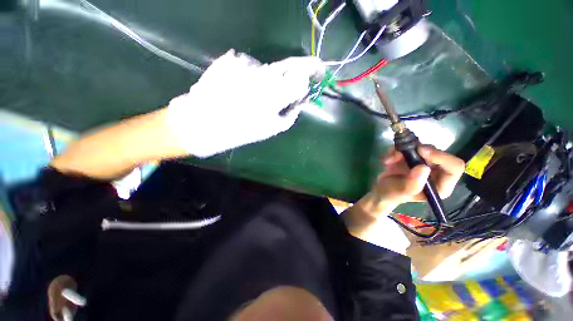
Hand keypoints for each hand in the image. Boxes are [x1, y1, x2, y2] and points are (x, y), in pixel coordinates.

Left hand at [166, 50, 323, 157]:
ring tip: (258, 94)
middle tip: (301, 76)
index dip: (312, 72)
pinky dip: (253, 76)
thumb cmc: (240, 130)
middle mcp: (263, 73)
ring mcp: (246, 64)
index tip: (319, 73)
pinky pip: (251, 67)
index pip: (302, 75)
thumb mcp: (272, 128)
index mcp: (275, 94)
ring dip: (272, 78)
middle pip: (289, 65)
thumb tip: (301, 100)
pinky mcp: (231, 60)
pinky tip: (242, 88)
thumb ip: (291, 113)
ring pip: (270, 67)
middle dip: (298, 70)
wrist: (202, 123)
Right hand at [342, 146, 464, 251]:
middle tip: (398, 154)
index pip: (454, 167)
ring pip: (420, 147)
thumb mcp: (400, 192)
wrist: (380, 190)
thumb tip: (423, 168)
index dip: (441, 156)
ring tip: (388, 160)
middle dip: (415, 152)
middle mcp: (436, 171)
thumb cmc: (391, 195)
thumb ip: (412, 184)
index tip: (421, 151)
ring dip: (401, 151)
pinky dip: (394, 150)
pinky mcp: (412, 156)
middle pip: (436, 152)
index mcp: (440, 184)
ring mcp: (423, 162)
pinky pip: (407, 146)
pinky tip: (387, 160)